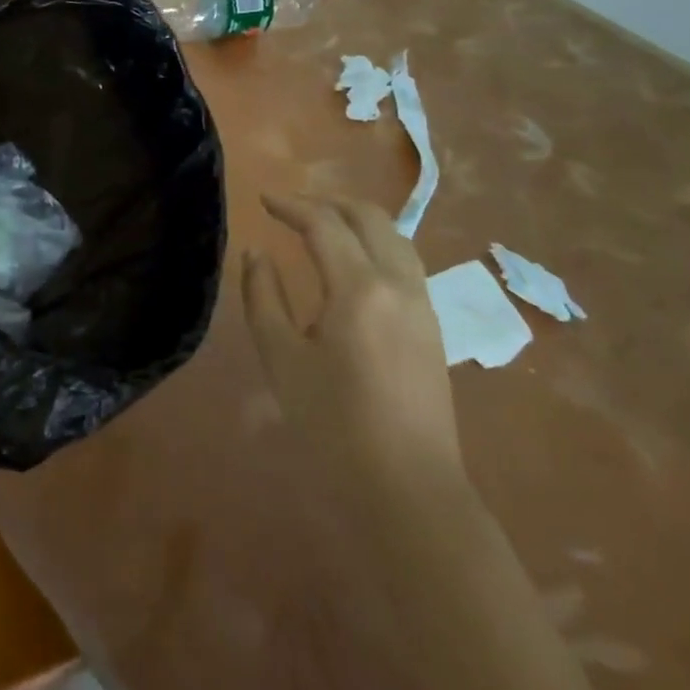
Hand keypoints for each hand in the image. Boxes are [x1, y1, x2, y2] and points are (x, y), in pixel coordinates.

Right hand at [243, 195, 463, 493]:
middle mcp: (398, 283)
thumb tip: (257, 252)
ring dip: (357, 218)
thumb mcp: (280, 358)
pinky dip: (377, 242)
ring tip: (322, 225)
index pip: (324, 224)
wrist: (407, 489)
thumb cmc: (333, 424)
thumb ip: (263, 295)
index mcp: (359, 288)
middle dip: (328, 201)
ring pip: (395, 236)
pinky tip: (354, 262)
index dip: (291, 205)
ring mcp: (423, 304)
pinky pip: (406, 261)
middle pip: (369, 217)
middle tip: (291, 207)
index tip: (263, 200)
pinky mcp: (432, 326)